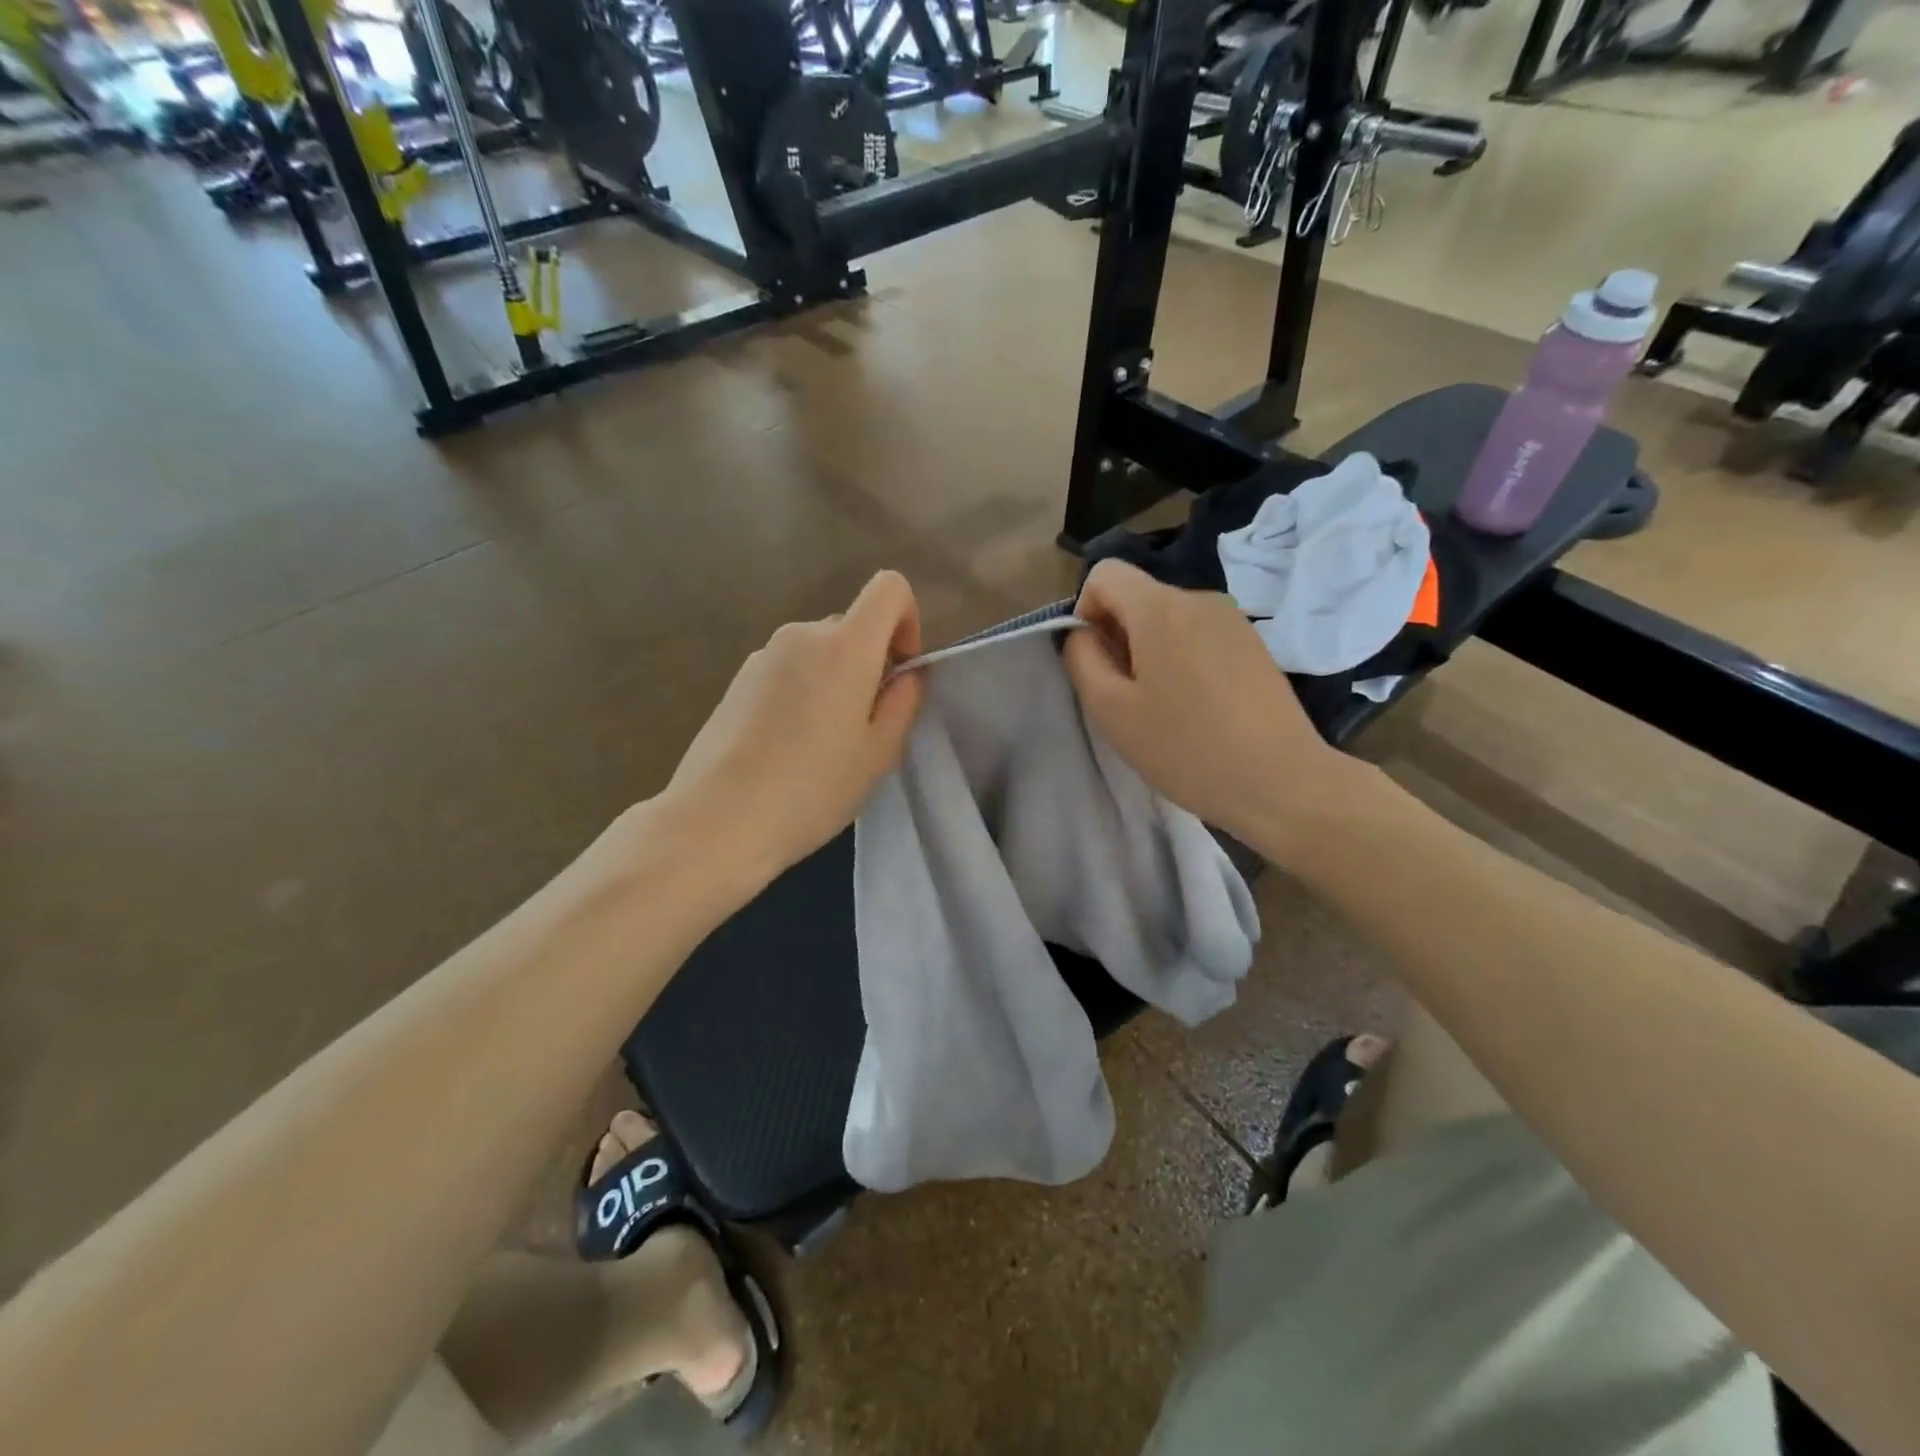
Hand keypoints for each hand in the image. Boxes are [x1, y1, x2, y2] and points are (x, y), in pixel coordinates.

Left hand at [656, 571, 923, 890]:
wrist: (717, 820)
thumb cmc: (812, 789)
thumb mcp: (878, 753)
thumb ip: (903, 702)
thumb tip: (907, 674)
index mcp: (845, 645)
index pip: (890, 587)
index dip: (908, 621)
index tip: (900, 672)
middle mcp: (801, 635)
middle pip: (853, 625)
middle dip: (870, 662)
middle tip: (865, 725)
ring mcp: (763, 655)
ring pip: (819, 651)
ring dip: (835, 680)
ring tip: (823, 742)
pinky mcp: (737, 679)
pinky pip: (788, 669)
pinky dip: (802, 691)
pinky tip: (788, 745)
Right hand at [1062, 560, 1369, 862]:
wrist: (1281, 781)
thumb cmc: (1186, 749)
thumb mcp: (1111, 710)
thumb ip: (1082, 659)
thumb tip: (1083, 633)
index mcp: (1161, 608)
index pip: (1105, 573)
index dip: (1085, 610)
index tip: (1097, 661)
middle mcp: (1199, 599)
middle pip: (1138, 597)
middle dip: (1119, 636)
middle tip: (1128, 696)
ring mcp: (1233, 619)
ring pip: (1168, 619)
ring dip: (1151, 651)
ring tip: (1164, 707)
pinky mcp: (1253, 643)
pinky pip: (1199, 635)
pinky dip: (1183, 659)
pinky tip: (1197, 707)